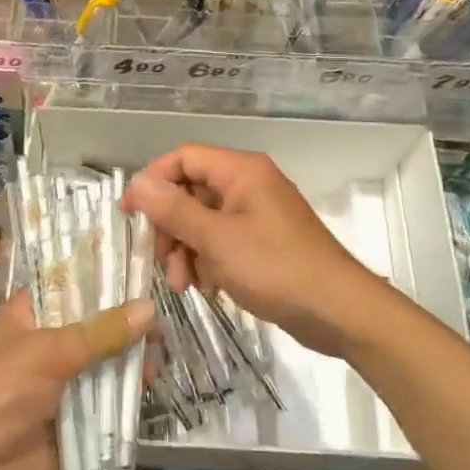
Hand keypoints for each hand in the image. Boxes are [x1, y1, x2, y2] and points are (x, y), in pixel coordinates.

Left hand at [0, 289, 152, 469]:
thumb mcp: (49, 353)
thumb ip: (101, 332)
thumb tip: (150, 308)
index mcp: (28, 315)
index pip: (70, 284)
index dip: (103, 278)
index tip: (143, 270)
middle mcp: (44, 344)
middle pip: (92, 327)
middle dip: (125, 325)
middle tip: (165, 320)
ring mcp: (57, 384)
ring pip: (100, 365)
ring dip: (127, 362)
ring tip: (163, 356)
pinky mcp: (69, 421)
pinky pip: (101, 404)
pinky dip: (123, 398)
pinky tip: (151, 387)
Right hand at [122, 144, 387, 357]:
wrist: (339, 311)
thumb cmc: (276, 268)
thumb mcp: (217, 240)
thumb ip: (174, 210)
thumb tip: (138, 183)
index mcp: (241, 171)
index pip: (184, 159)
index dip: (153, 181)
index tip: (130, 214)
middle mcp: (249, 184)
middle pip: (192, 192)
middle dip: (172, 228)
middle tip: (163, 263)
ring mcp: (258, 214)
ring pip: (204, 221)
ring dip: (188, 251)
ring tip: (186, 285)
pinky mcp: (264, 242)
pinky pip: (223, 241)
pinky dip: (209, 262)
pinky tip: (209, 289)